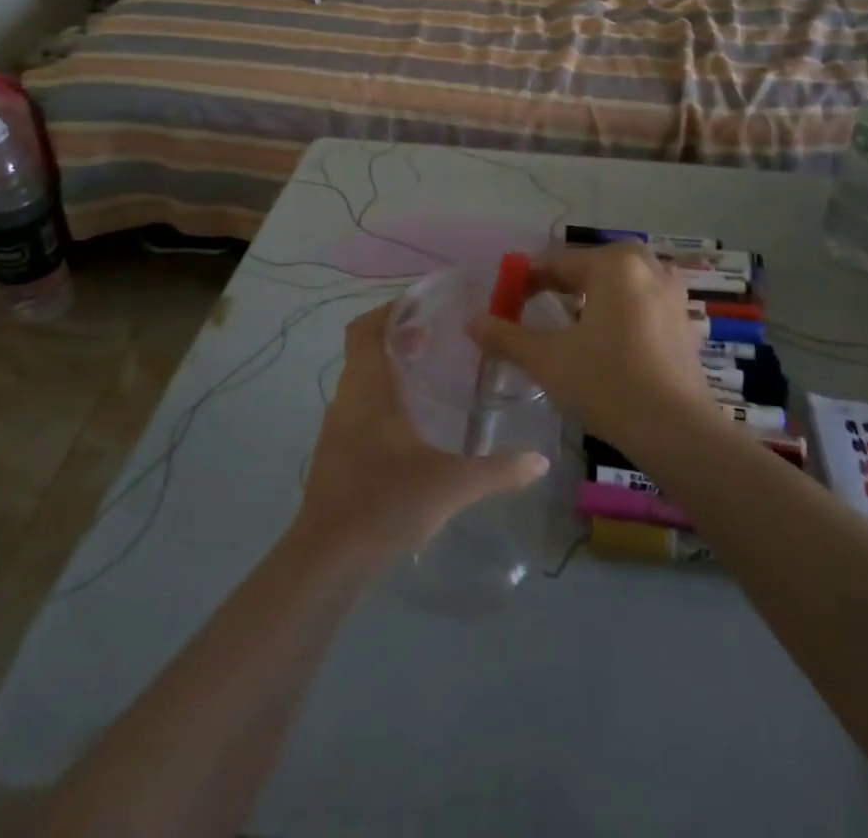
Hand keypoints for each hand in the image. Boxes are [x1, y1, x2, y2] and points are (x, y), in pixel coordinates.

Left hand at [292, 302, 548, 569]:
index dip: (391, 310)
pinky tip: (414, 428)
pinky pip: (360, 410)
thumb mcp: (450, 484)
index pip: (366, 329)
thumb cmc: (384, 503)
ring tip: (431, 376)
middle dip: (399, 338)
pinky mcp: (337, 456)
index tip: (424, 306)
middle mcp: (347, 399)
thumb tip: (540, 460)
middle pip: (366, 351)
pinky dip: (384, 401)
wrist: (327, 560)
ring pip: (362, 382)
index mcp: (367, 388)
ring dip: (391, 370)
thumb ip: (497, 470)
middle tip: (438, 338)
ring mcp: (337, 429)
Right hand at [468, 243, 711, 450]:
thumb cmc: (607, 384)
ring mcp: (671, 294)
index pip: (556, 263)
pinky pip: (641, 302)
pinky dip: (619, 311)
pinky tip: (607, 342)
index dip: (525, 282)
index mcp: (614, 264)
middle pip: (590, 266)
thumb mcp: (547, 359)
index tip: (506, 306)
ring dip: (592, 296)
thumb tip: (471, 321)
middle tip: (538, 310)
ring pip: (619, 283)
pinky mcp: (684, 322)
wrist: (677, 432)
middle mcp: (647, 267)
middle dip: (561, 285)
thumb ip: (506, 336)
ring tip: (571, 325)